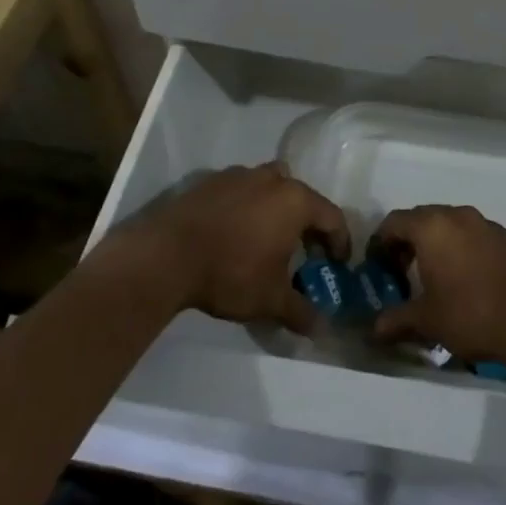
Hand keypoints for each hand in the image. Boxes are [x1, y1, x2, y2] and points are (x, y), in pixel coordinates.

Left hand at [140, 163, 347, 334]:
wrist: (165, 256)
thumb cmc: (230, 273)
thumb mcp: (270, 300)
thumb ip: (300, 311)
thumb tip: (320, 329)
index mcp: (296, 201)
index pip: (332, 217)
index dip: (340, 242)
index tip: (338, 263)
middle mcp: (272, 179)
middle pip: (302, 197)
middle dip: (308, 223)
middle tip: (304, 251)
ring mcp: (240, 175)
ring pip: (270, 187)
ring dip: (276, 209)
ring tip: (267, 238)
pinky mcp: (210, 180)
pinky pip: (241, 190)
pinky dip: (246, 206)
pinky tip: (234, 232)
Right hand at [369, 205, 505, 366]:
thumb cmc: (471, 314)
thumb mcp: (427, 321)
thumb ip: (396, 320)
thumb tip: (374, 330)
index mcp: (432, 227)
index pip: (395, 222)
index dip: (381, 242)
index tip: (378, 266)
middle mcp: (459, 216)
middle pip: (424, 218)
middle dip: (409, 241)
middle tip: (403, 271)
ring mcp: (488, 225)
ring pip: (453, 225)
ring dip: (440, 243)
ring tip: (437, 276)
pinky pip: (478, 237)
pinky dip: (466, 250)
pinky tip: (470, 279)